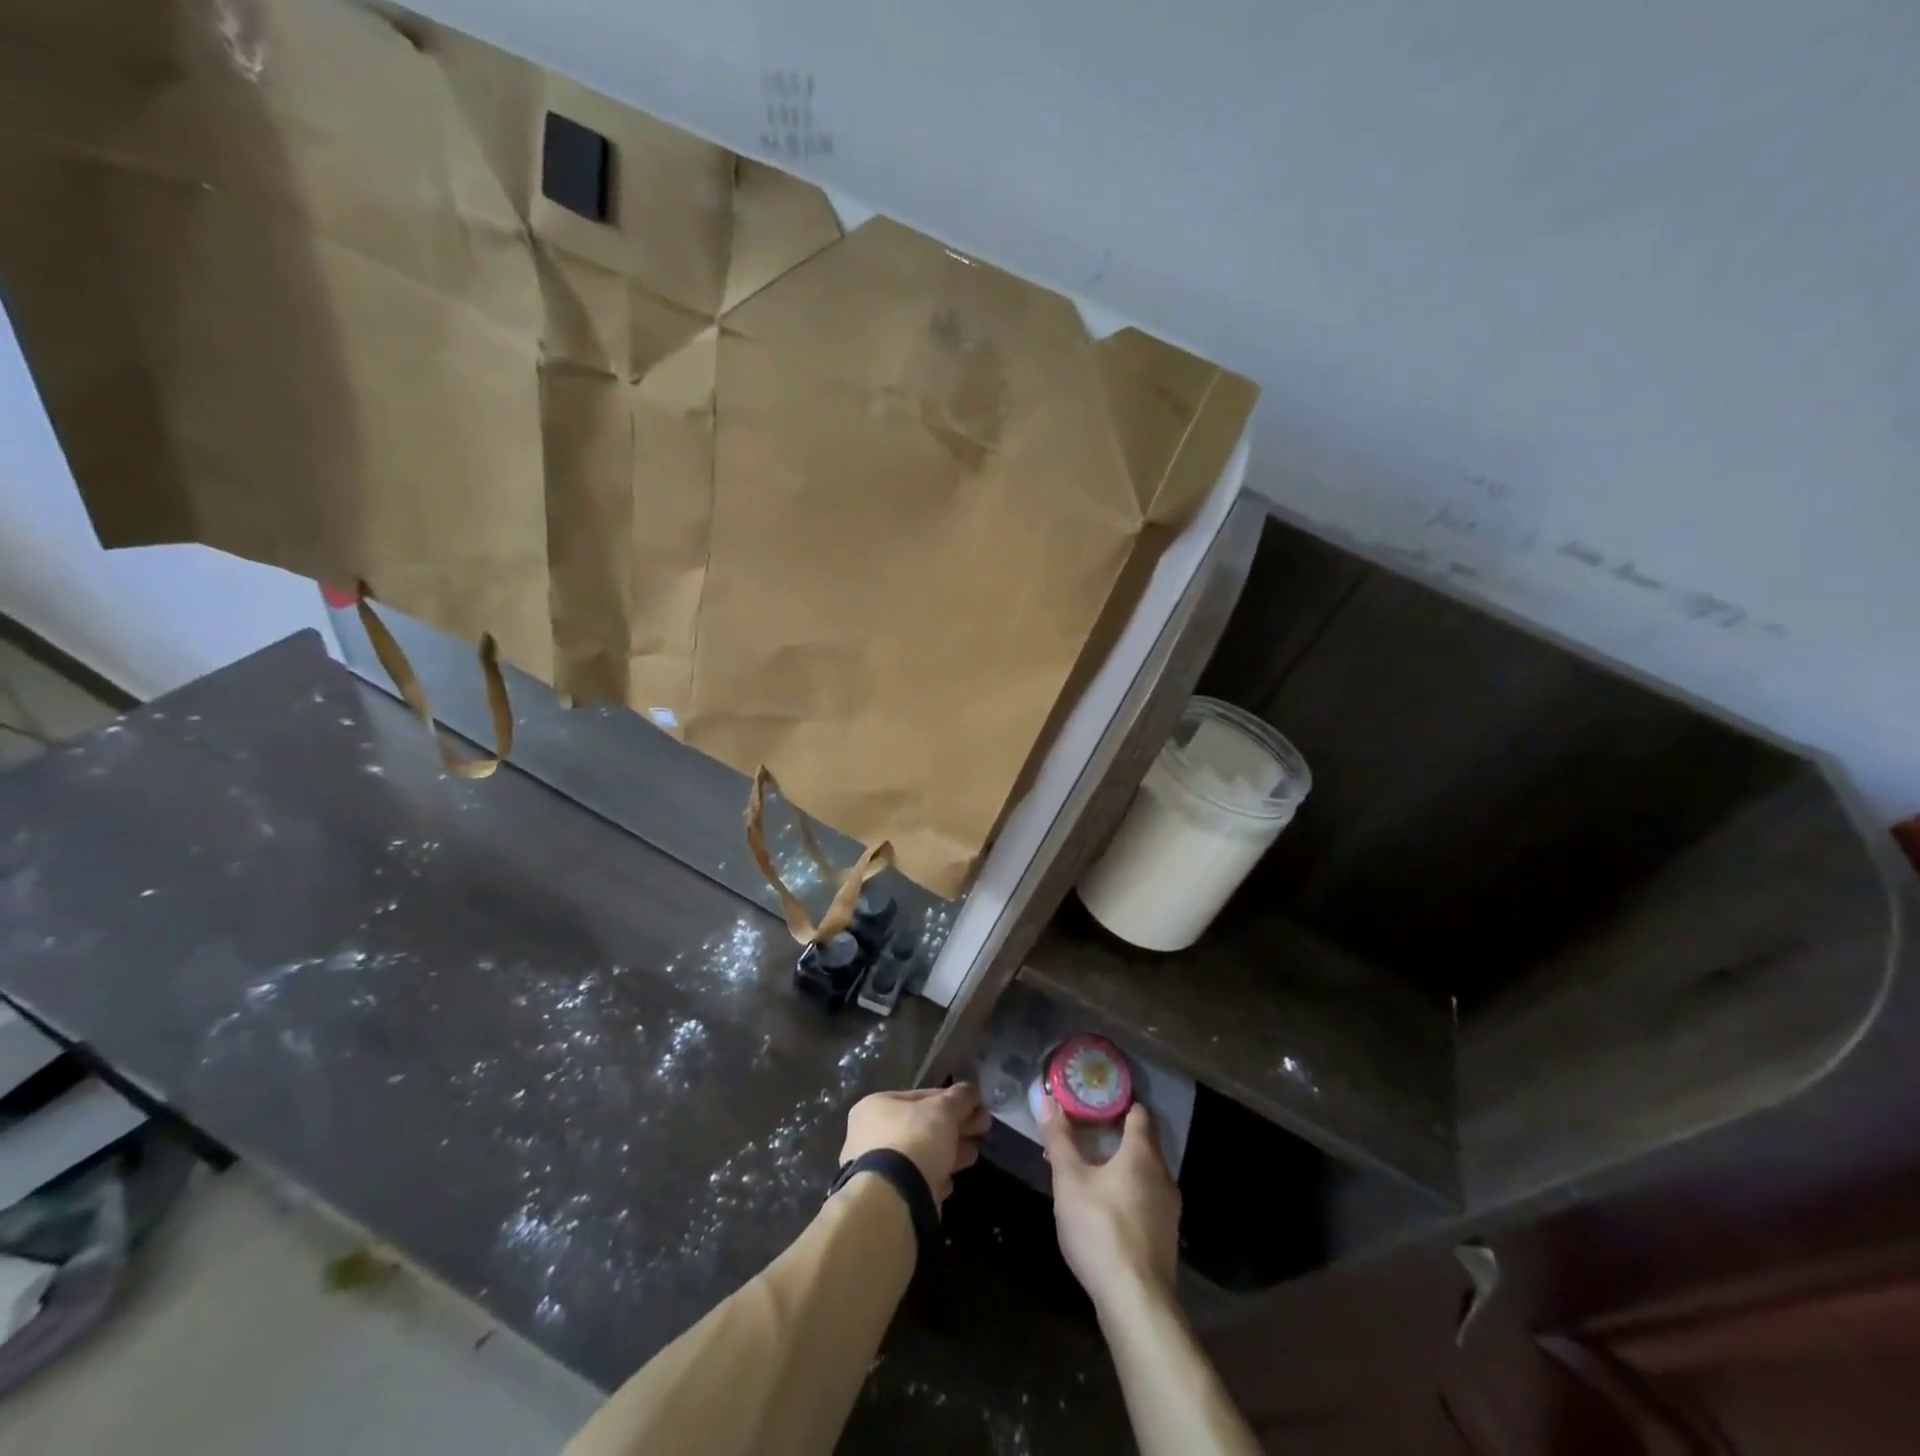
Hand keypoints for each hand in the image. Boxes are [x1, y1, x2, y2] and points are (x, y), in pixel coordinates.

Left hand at [840, 1084, 990, 1206]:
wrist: (893, 1200)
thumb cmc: (915, 1140)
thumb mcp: (944, 1110)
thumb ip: (960, 1097)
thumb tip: (971, 1091)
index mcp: (876, 1105)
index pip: (921, 1096)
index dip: (953, 1100)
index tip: (977, 1108)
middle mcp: (868, 1134)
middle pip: (922, 1126)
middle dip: (955, 1127)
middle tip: (982, 1130)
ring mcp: (875, 1168)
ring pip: (920, 1154)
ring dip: (949, 1153)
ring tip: (972, 1155)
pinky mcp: (885, 1197)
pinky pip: (915, 1181)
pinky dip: (933, 1179)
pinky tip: (948, 1183)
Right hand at [1038, 1097, 1180, 1311]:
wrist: (1136, 1303)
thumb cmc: (1101, 1229)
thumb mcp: (1070, 1180)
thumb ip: (1059, 1139)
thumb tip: (1046, 1097)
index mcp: (1142, 1154)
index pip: (1138, 1113)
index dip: (1118, 1103)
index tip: (1095, 1100)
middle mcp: (1162, 1175)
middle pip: (1143, 1143)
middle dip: (1116, 1135)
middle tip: (1085, 1131)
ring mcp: (1168, 1209)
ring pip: (1145, 1174)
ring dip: (1122, 1167)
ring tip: (1091, 1169)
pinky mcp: (1165, 1237)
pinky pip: (1147, 1200)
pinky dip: (1129, 1193)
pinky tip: (1106, 1207)